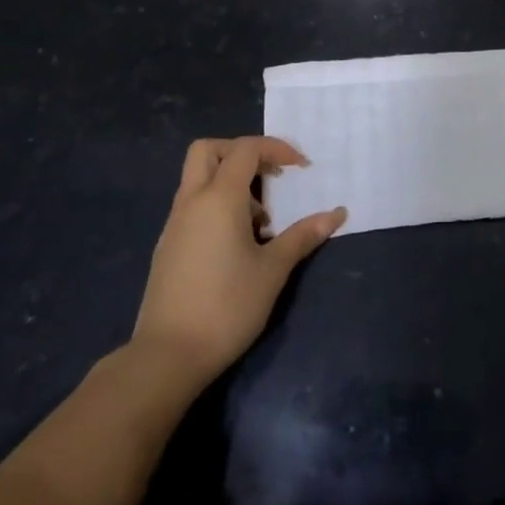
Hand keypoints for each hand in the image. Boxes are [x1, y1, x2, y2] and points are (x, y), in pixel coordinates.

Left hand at [131, 136, 345, 393]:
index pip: (246, 149)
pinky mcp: (169, 246)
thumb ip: (303, 236)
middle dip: (242, 152)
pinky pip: (194, 205)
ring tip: (261, 220)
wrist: (168, 356)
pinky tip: (238, 243)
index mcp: (219, 198)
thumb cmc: (227, 307)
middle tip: (271, 176)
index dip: (276, 148)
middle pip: (209, 150)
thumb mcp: (273, 270)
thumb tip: (337, 214)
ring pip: (199, 178)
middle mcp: (192, 201)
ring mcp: (175, 223)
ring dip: (231, 182)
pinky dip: (217, 205)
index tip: (302, 168)